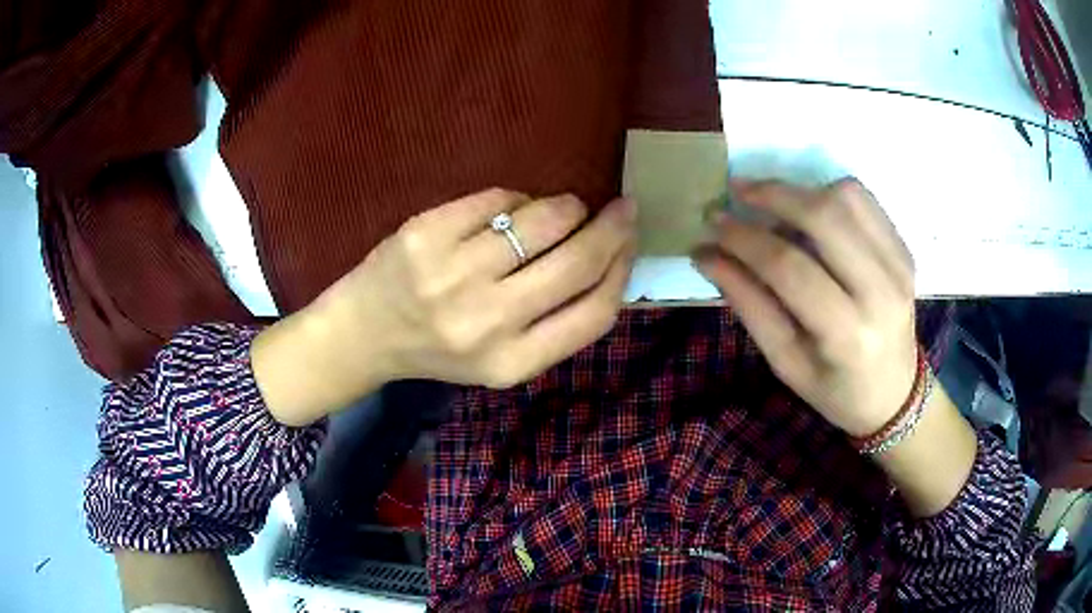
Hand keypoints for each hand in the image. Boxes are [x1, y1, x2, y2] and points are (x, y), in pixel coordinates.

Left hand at [254, 189, 636, 424]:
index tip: (631, 243)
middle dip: (611, 227)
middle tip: (621, 208)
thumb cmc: (439, 348)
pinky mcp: (427, 234)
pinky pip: (498, 199)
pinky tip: (510, 210)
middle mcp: (487, 323)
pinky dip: (516, 199)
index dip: (623, 270)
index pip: (596, 312)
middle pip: (577, 262)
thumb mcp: (501, 359)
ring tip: (563, 209)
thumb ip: (554, 323)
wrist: (366, 334)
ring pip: (543, 220)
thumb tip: (610, 257)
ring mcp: (453, 275)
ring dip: (565, 207)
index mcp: (513, 363)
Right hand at [693, 178, 917, 437]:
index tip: (712, 223)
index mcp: (848, 334)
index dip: (745, 239)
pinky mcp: (905, 250)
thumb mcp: (784, 361)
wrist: (894, 394)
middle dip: (772, 195)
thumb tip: (707, 254)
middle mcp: (881, 292)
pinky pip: (864, 201)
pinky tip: (810, 210)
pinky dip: (829, 194)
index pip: (790, 267)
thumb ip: (749, 304)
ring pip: (846, 197)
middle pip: (824, 217)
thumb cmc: (834, 389)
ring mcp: (899, 266)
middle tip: (737, 192)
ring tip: (772, 204)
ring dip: (801, 191)